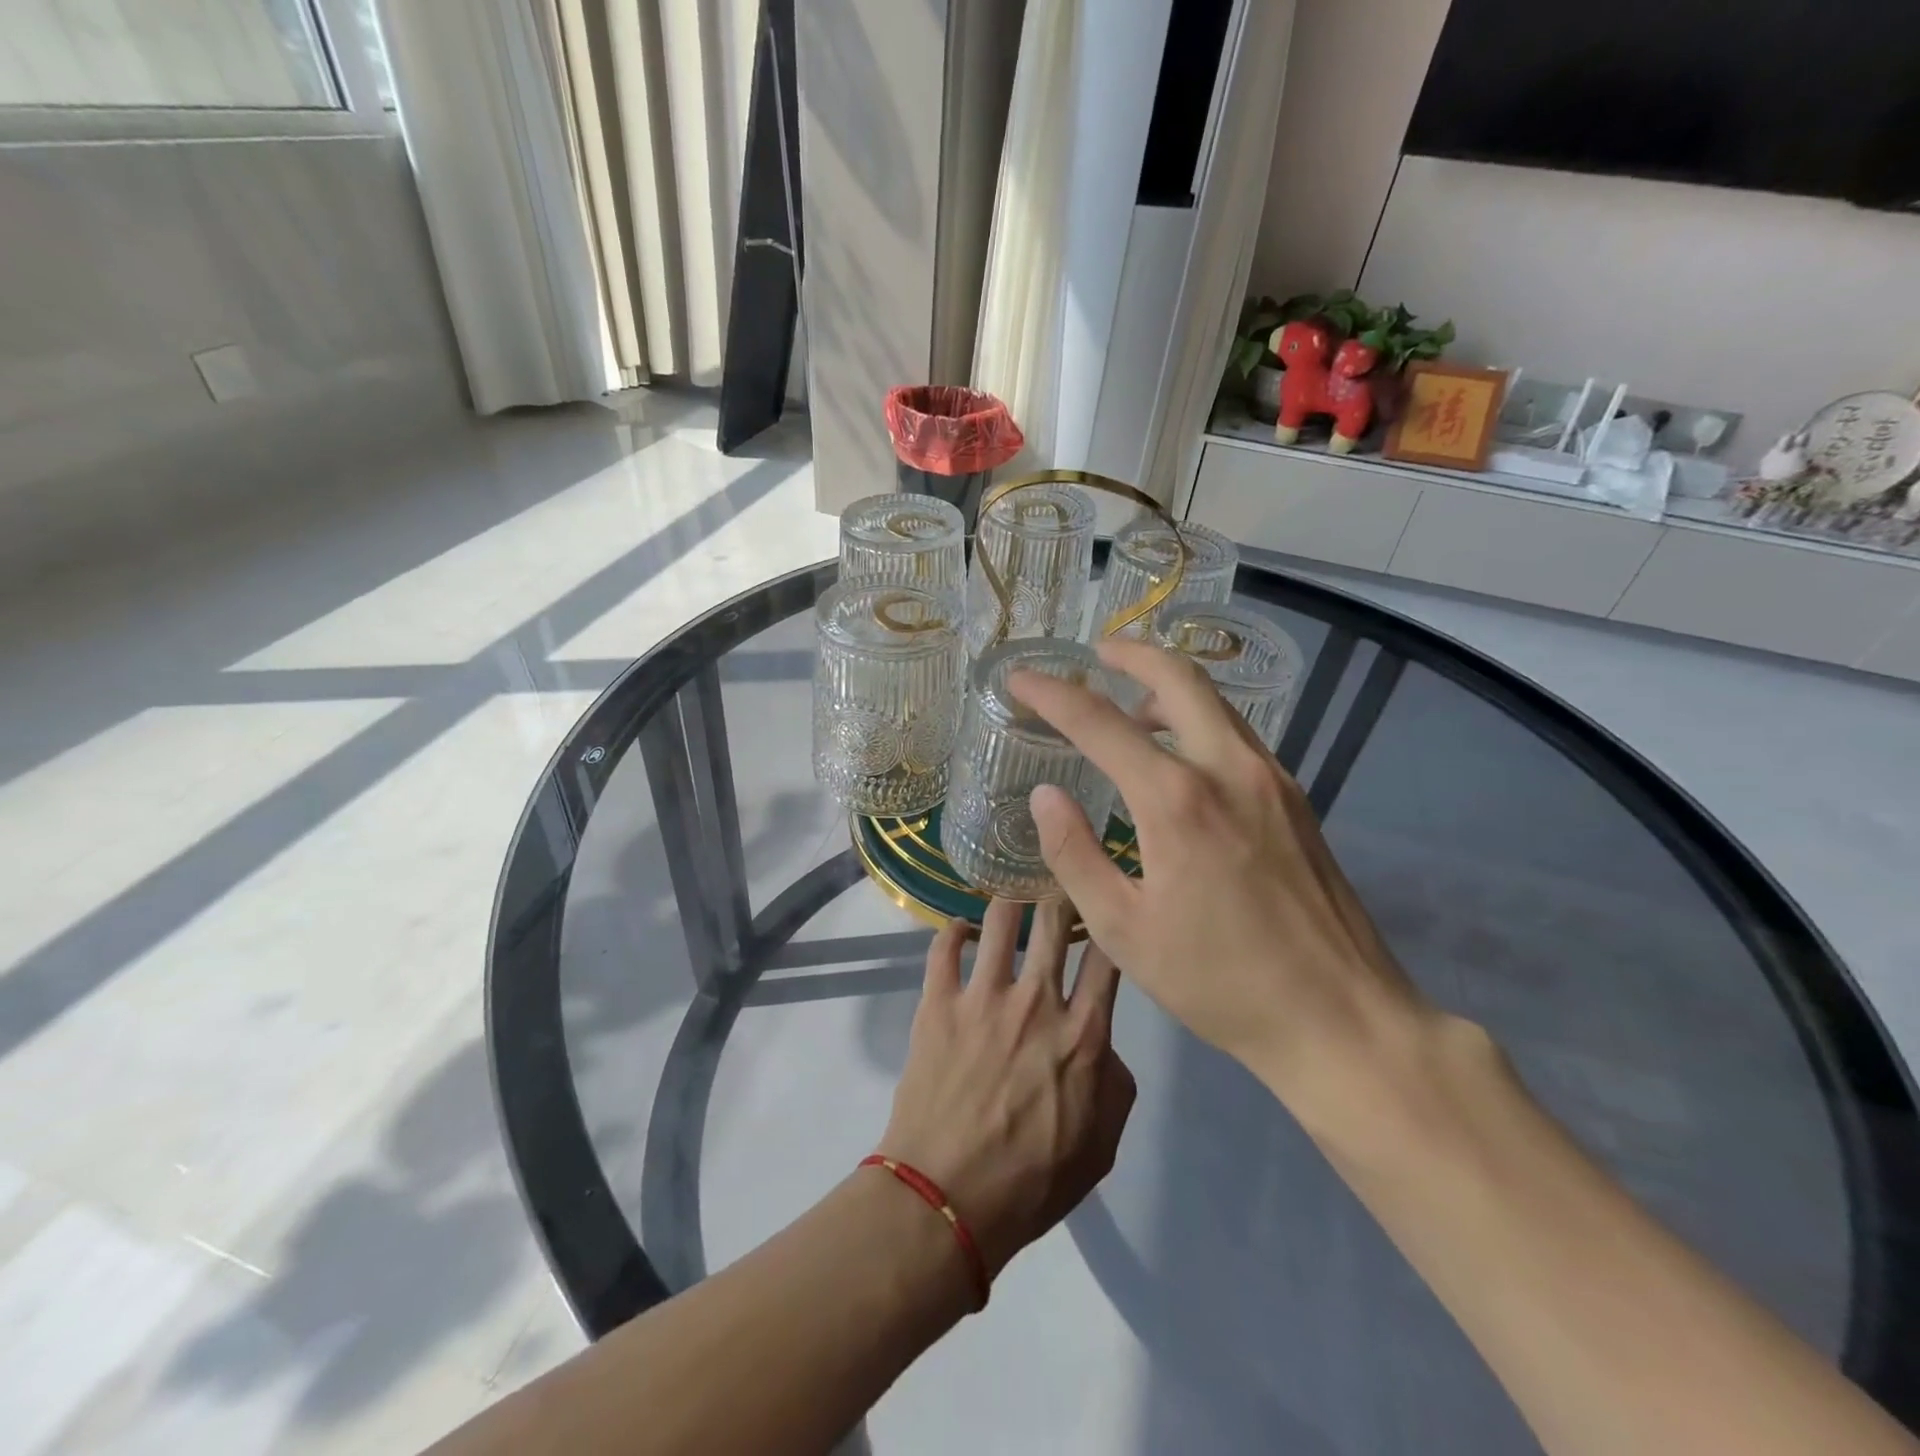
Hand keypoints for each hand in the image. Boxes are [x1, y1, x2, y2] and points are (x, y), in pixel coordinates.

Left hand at [877, 898, 1135, 1277]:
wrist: (946, 1198)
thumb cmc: (1031, 1181)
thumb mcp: (1102, 1146)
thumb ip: (1115, 1084)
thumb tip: (1104, 1045)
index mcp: (1083, 1032)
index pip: (1107, 955)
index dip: (1110, 923)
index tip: (1106, 909)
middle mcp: (1037, 1000)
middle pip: (1055, 919)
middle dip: (1061, 895)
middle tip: (1058, 891)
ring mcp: (982, 996)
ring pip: (1000, 918)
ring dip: (1010, 904)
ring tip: (1011, 904)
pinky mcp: (938, 1002)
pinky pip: (944, 946)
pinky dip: (953, 931)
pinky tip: (960, 931)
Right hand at [1009, 639, 1434, 1123]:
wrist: (1341, 1017)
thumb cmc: (1220, 982)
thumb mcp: (1123, 930)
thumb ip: (1074, 854)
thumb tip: (1046, 794)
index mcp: (1177, 801)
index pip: (1100, 722)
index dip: (1052, 694)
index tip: (1019, 677)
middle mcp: (1228, 769)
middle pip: (1178, 677)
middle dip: (1130, 654)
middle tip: (1094, 653)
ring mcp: (1271, 779)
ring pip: (1214, 701)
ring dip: (1167, 686)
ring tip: (1130, 707)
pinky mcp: (1295, 798)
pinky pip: (1236, 733)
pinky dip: (1198, 719)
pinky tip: (1178, 754)